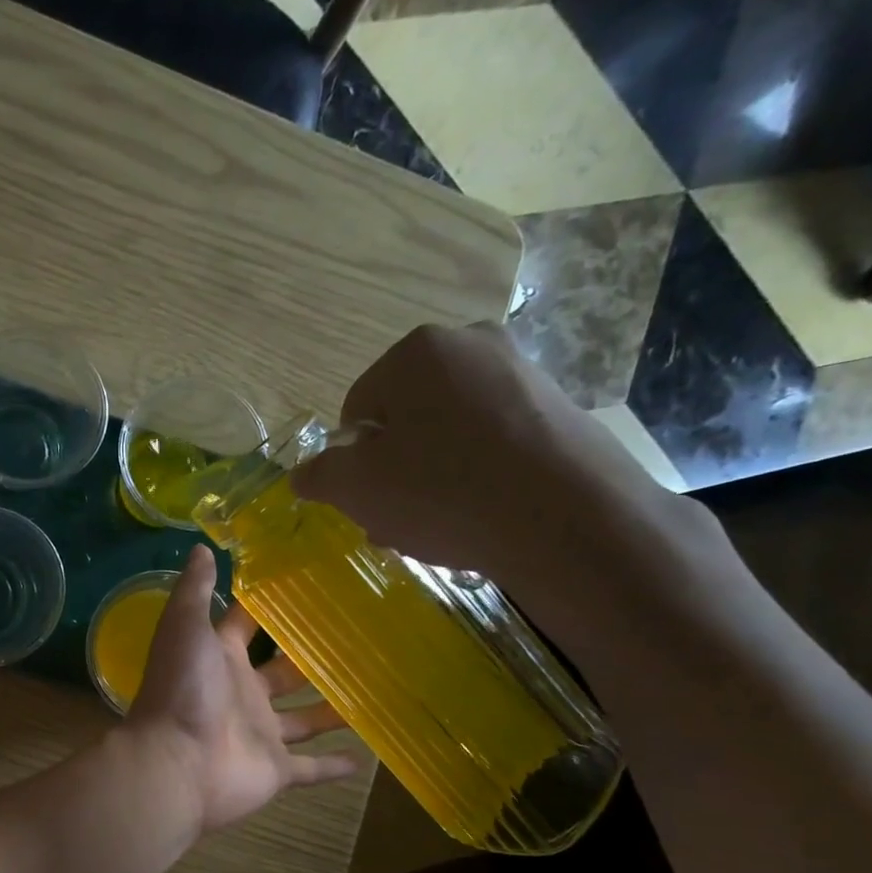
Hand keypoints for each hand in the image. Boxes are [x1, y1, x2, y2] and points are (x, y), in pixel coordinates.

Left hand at [124, 545, 358, 834]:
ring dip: (331, 709)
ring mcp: (260, 734)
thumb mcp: (185, 627)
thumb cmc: (182, 689)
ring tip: (371, 690)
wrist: (176, 763)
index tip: (305, 589)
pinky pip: (312, 768)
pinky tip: (368, 756)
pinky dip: (336, 766)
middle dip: (309, 659)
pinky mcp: (276, 770)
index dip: (267, 608)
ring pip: (304, 719)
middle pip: (283, 673)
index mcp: (221, 659)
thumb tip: (202, 547)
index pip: (246, 627)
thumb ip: (196, 590)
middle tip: (356, 639)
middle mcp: (243, 694)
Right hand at [292, 323, 678, 593]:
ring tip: (435, 527)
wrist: (570, 520)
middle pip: (403, 420)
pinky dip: (472, 476)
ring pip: (446, 434)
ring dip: (427, 479)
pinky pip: (490, 443)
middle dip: (391, 472)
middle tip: (395, 520)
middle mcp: (471, 345)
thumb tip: (302, 474)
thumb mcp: (357, 489)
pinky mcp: (557, 409)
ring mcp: (521, 373)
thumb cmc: (445, 492)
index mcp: (417, 351)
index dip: (351, 462)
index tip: (366, 501)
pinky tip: (476, 517)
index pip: (355, 409)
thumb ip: (320, 476)